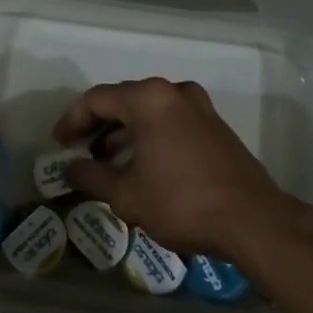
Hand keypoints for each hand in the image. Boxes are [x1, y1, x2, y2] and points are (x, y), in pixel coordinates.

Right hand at [55, 77, 302, 262]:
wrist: (253, 221)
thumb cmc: (182, 202)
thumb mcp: (126, 194)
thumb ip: (91, 177)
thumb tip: (71, 169)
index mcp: (148, 99)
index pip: (97, 99)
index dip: (72, 120)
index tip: (59, 143)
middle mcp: (173, 92)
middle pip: (123, 100)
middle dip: (97, 124)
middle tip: (78, 149)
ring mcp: (199, 106)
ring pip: (148, 110)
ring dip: (123, 131)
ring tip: (105, 160)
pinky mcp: (214, 125)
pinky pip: (170, 120)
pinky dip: (149, 135)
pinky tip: (140, 163)